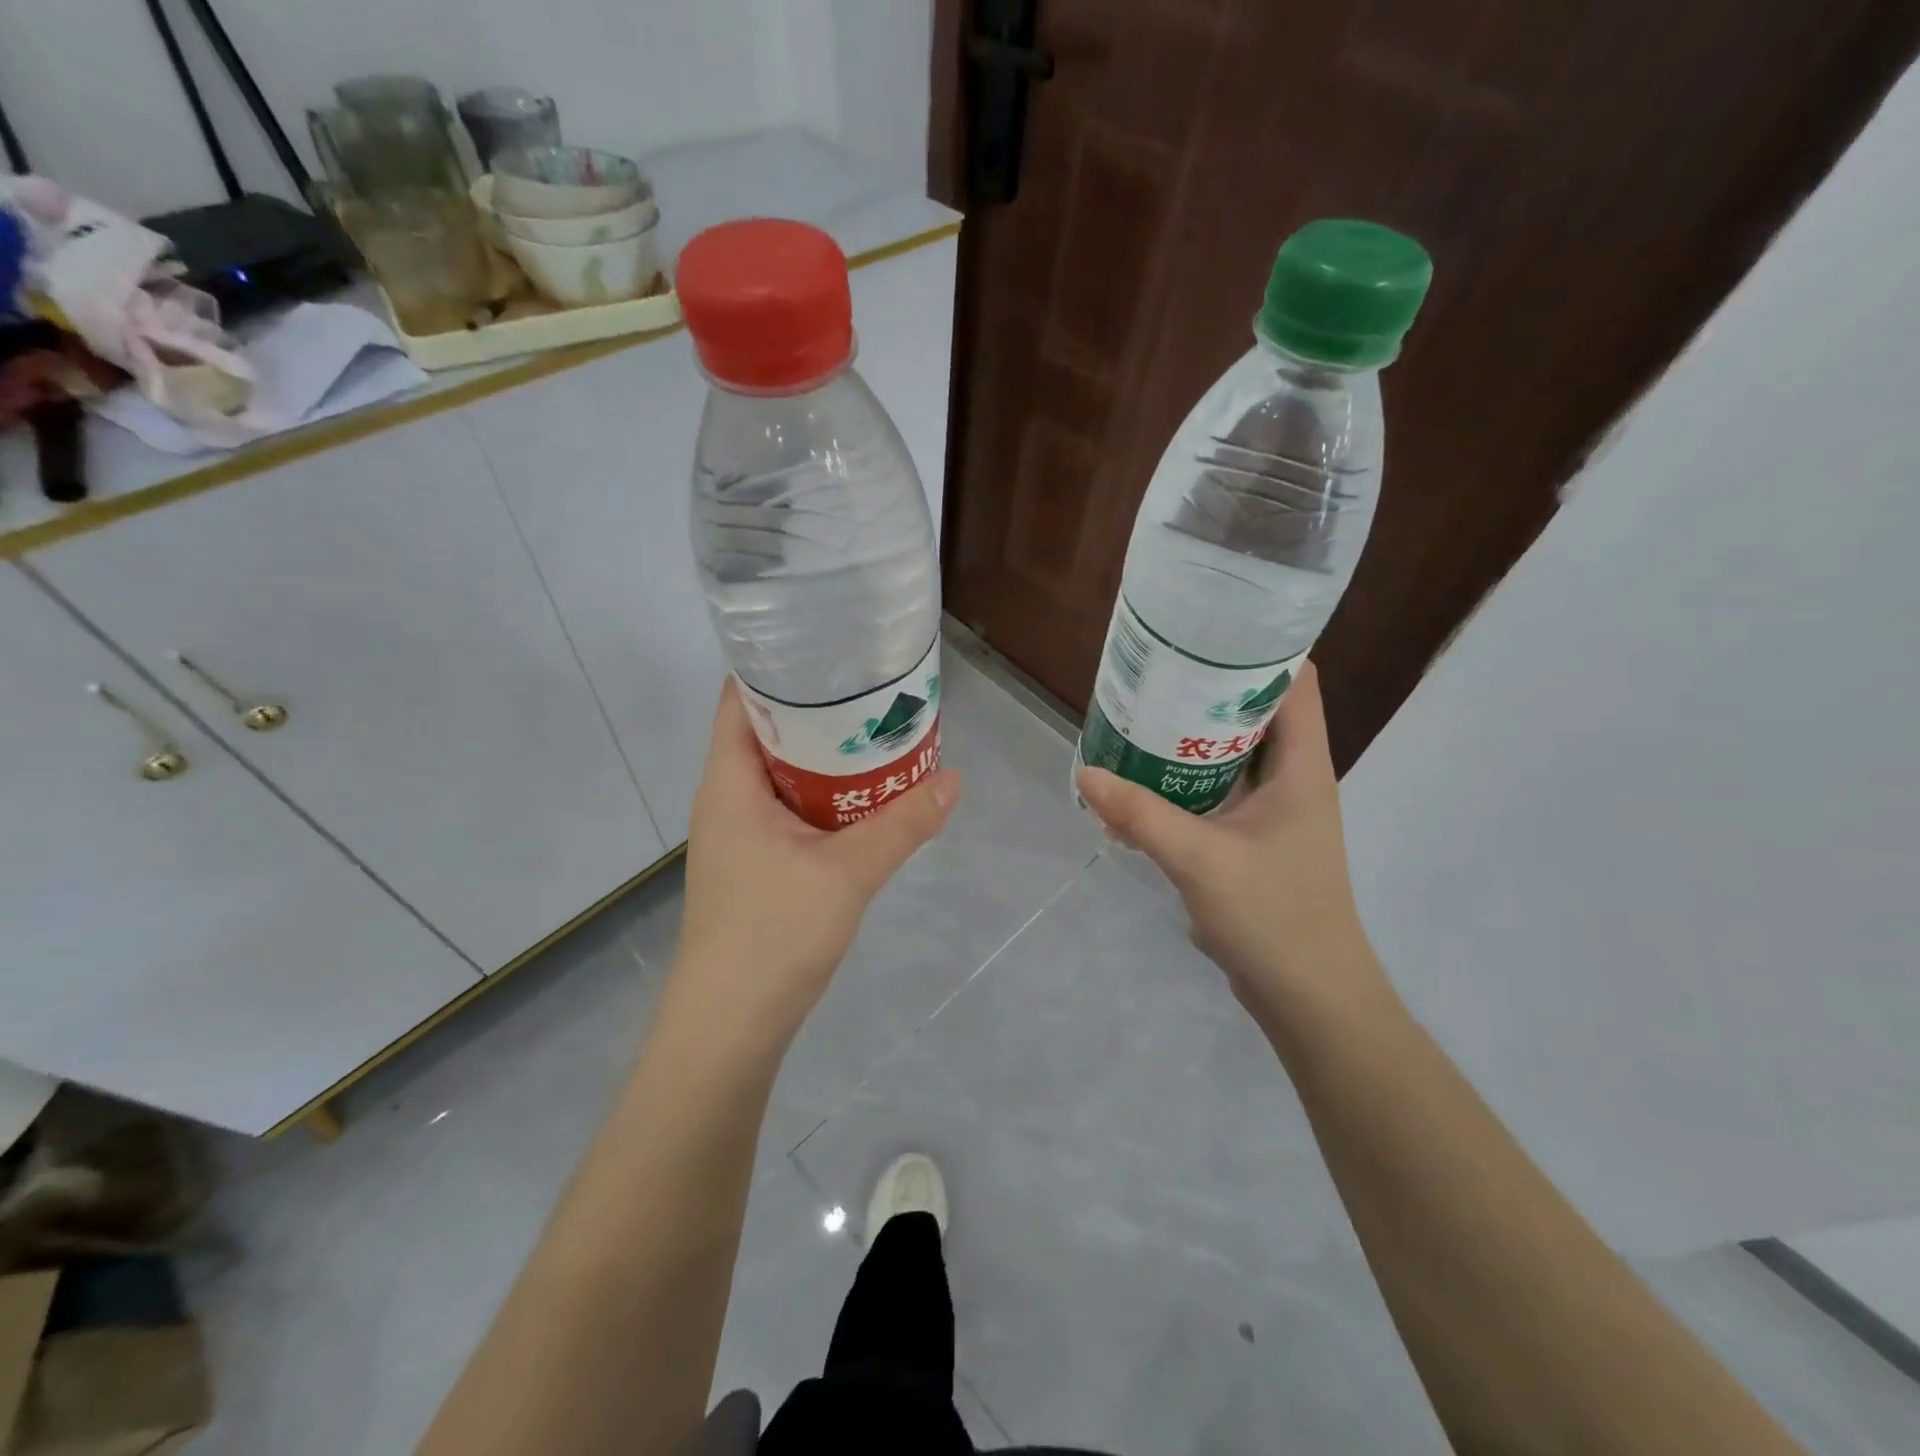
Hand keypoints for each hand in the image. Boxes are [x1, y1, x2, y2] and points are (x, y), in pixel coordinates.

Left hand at [666, 682, 960, 1056]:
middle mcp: (727, 798)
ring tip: (881, 733)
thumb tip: (954, 779)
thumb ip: (903, 824)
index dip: (779, 666)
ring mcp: (740, 833)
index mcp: (729, 782)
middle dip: (820, 710)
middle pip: (769, 732)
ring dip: (827, 757)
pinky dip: (825, 795)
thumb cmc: (772, 934)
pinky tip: (867, 798)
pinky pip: (791, 809)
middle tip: (875, 690)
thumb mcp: (847, 872)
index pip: (739, 698)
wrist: (730, 1026)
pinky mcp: (756, 863)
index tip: (831, 648)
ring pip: (784, 774)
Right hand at [1076, 662, 1385, 1021]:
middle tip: (1156, 671)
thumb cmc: (1273, 916)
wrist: (1308, 995)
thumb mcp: (1199, 859)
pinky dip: (1188, 778)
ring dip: (1194, 736)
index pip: (1297, 682)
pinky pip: (1220, 791)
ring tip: (1143, 713)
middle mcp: (1294, 779)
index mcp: (1302, 766)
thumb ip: (1141, 814)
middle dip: (1210, 689)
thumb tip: (1085, 773)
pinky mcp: (1255, 839)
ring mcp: (1276, 811)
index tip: (1206, 631)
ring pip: (1235, 753)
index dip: (1260, 648)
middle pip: (1257, 712)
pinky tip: (1145, 779)